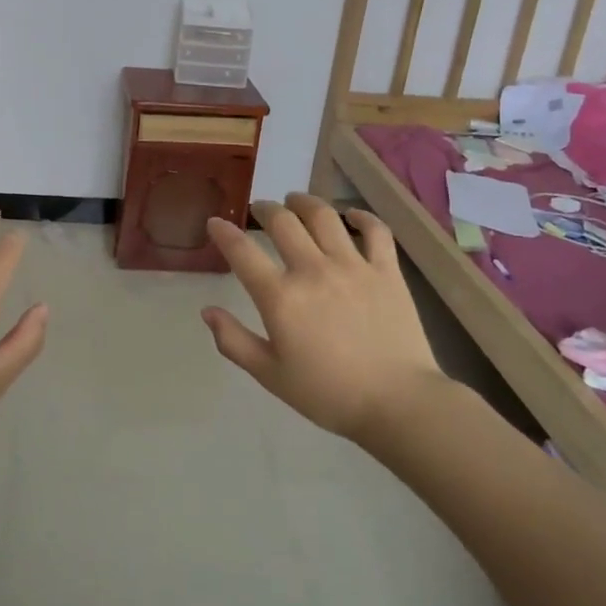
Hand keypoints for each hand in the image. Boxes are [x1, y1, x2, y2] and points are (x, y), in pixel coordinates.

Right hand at [202, 194, 444, 439]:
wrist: (398, 404)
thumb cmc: (328, 394)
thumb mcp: (270, 375)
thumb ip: (234, 341)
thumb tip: (207, 311)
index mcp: (280, 297)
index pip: (242, 252)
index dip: (223, 232)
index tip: (215, 222)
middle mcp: (313, 270)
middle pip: (283, 222)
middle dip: (265, 208)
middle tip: (260, 209)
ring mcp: (353, 266)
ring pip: (324, 216)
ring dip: (304, 202)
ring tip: (296, 201)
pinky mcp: (386, 270)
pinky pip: (375, 231)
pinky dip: (362, 217)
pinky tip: (351, 215)